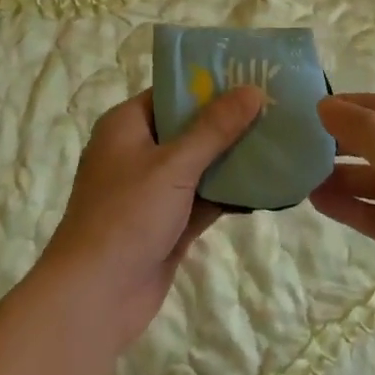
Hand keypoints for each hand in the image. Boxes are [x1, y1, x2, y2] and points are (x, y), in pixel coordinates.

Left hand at [37, 86, 264, 360]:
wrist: (94, 300)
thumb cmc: (126, 216)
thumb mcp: (174, 165)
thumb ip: (215, 128)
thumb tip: (252, 89)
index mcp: (127, 125)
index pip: (173, 92)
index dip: (210, 82)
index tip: (252, 74)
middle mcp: (138, 151)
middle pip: (190, 127)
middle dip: (229, 121)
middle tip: (276, 107)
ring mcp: (153, 190)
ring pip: (200, 164)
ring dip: (234, 157)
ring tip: (280, 140)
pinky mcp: (168, 223)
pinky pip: (203, 197)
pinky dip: (229, 192)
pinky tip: (267, 185)